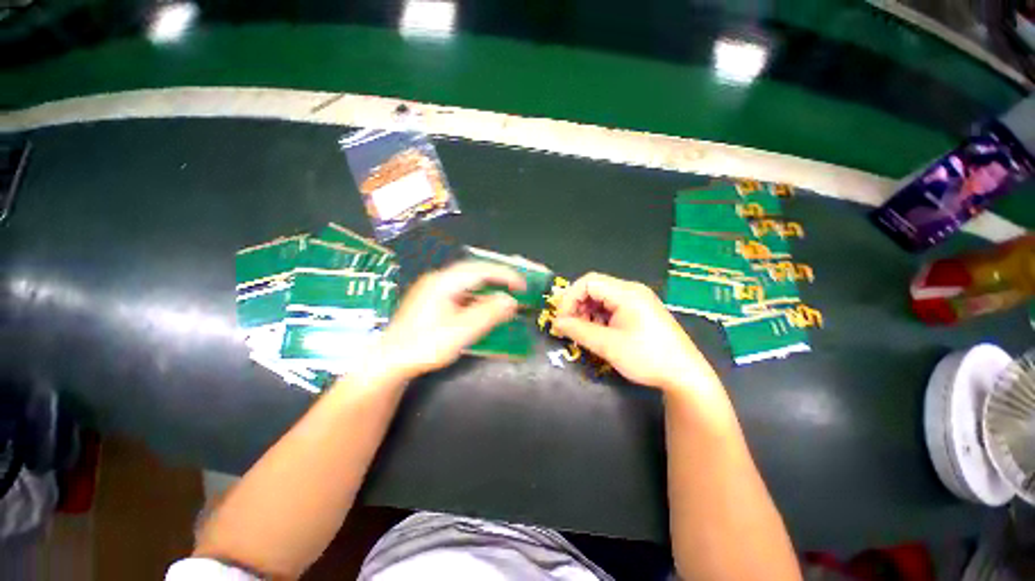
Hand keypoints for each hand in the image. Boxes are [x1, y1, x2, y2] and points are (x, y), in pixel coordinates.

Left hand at [374, 261, 524, 379]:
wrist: (391, 359)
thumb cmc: (425, 345)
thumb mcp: (461, 332)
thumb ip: (487, 314)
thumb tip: (510, 300)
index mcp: (444, 282)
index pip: (481, 269)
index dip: (505, 275)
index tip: (524, 286)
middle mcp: (436, 280)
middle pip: (472, 272)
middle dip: (497, 278)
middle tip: (517, 289)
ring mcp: (429, 290)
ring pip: (464, 283)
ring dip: (485, 289)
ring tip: (502, 299)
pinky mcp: (426, 302)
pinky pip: (456, 292)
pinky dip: (473, 298)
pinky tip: (479, 310)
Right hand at [552, 272, 716, 392]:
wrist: (682, 372)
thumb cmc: (646, 357)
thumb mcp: (609, 346)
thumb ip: (580, 331)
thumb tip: (557, 323)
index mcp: (626, 293)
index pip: (588, 282)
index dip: (569, 298)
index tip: (560, 321)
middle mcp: (633, 291)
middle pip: (596, 288)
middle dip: (578, 306)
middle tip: (569, 330)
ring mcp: (640, 301)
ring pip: (605, 299)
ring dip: (589, 314)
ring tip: (583, 335)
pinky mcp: (644, 313)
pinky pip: (616, 308)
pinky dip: (603, 319)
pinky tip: (600, 336)